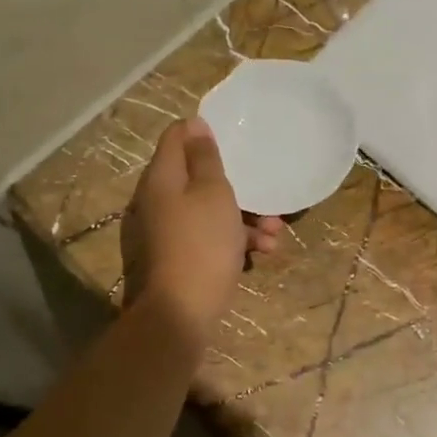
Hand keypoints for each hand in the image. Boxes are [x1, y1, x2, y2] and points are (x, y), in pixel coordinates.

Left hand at [122, 118, 282, 340]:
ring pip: (211, 209)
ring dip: (246, 216)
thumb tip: (193, 125)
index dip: (202, 131)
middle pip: (198, 176)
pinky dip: (236, 240)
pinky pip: (212, 236)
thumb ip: (204, 158)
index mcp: (163, 177)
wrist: (183, 310)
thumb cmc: (203, 242)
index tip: (234, 135)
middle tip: (264, 189)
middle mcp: (162, 199)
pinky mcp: (184, 255)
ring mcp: (171, 229)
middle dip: (237, 183)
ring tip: (275, 232)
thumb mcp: (212, 192)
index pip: (176, 136)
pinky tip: (263, 252)